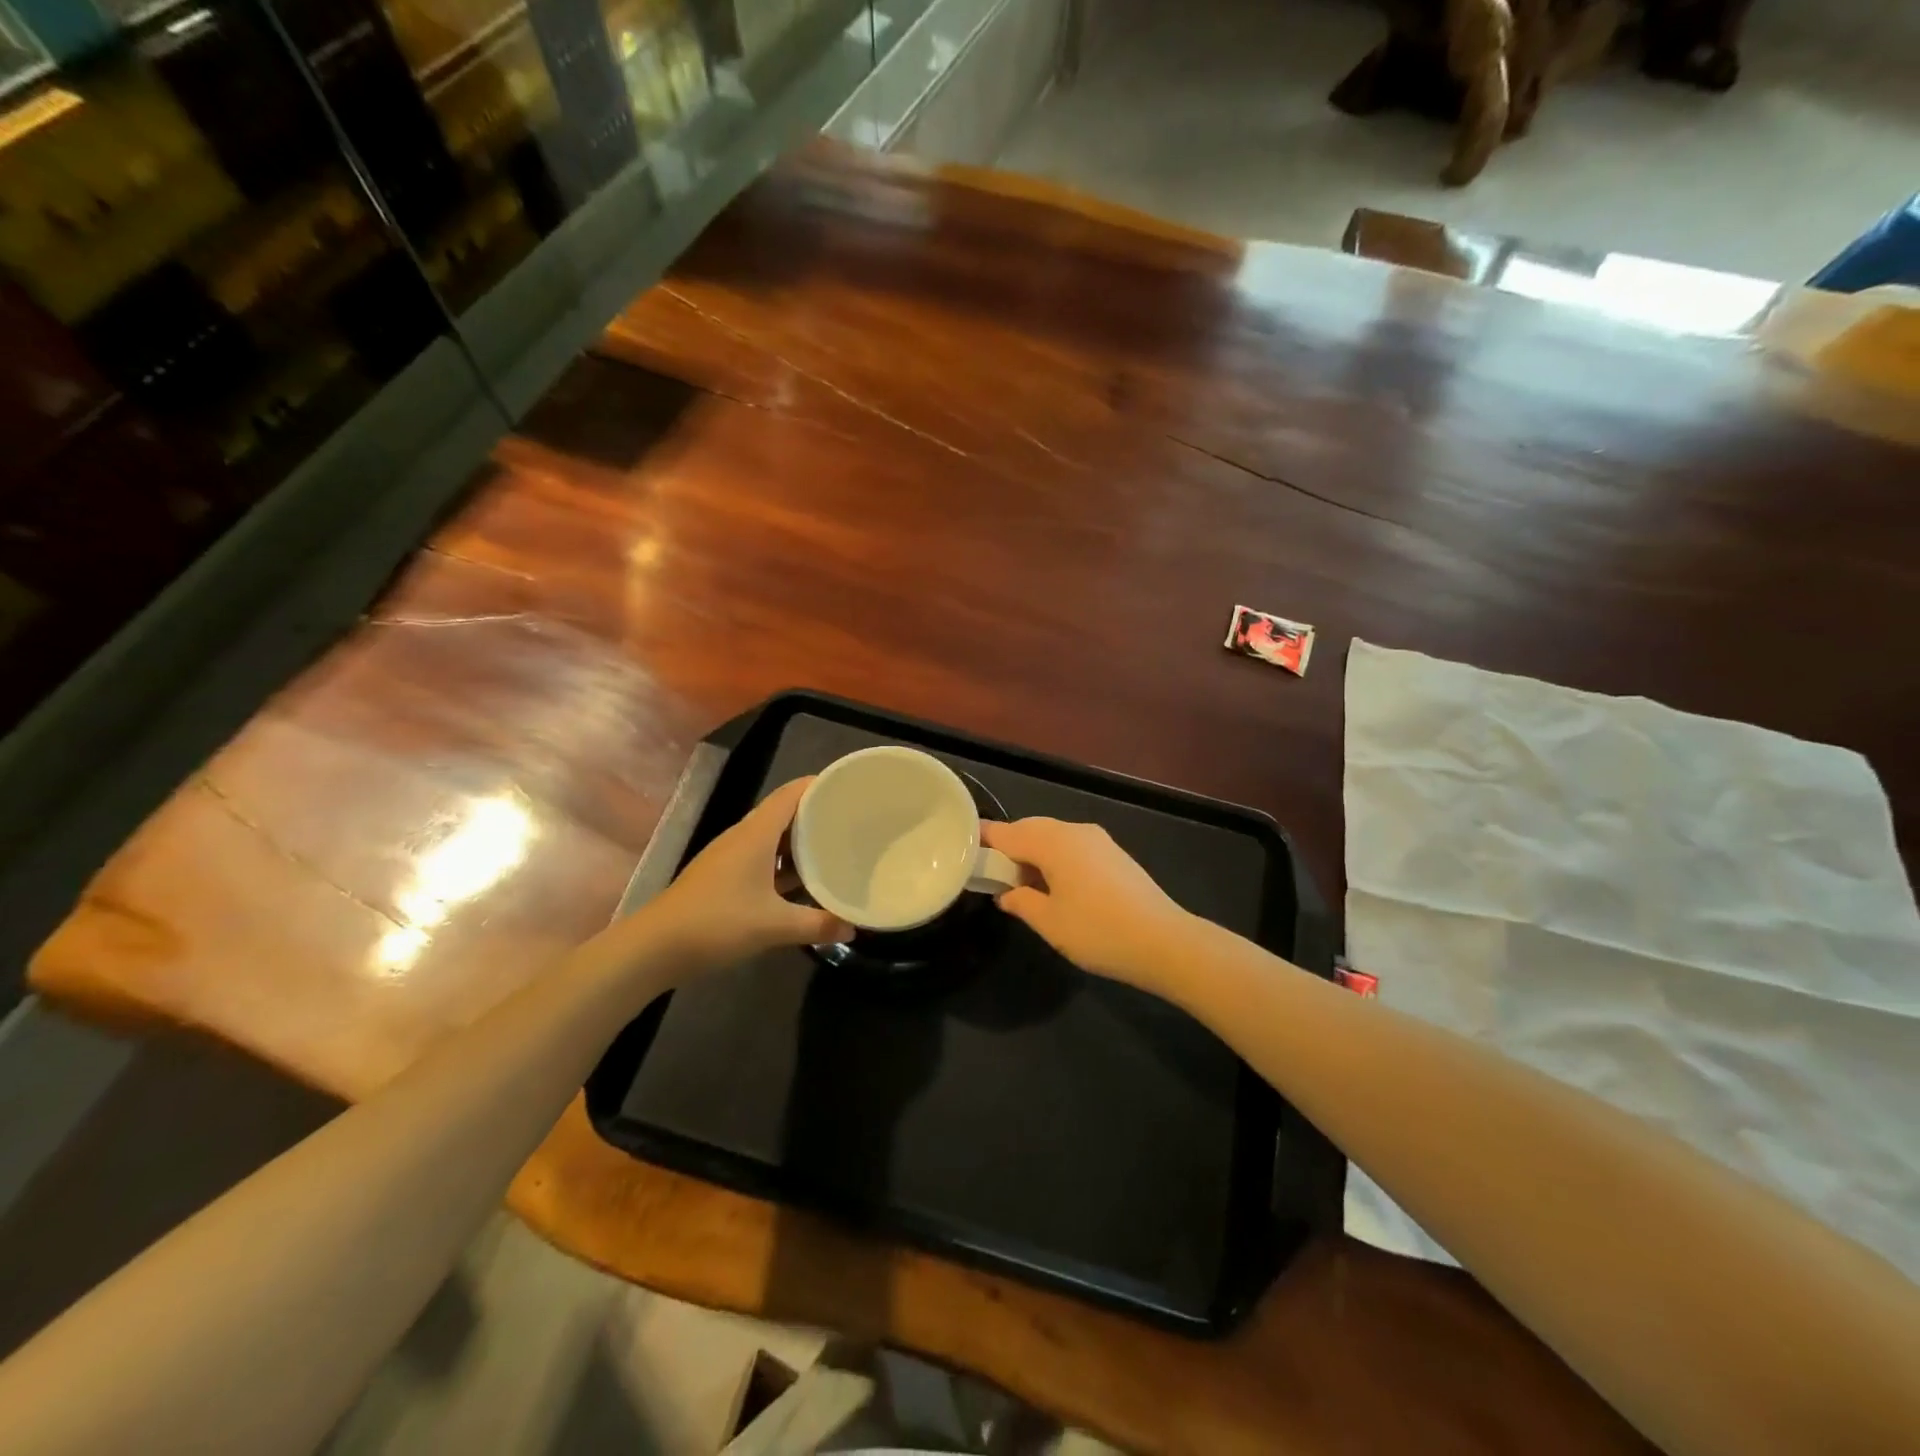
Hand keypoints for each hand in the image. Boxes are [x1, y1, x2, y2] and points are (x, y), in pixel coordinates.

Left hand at [595, 779, 852, 981]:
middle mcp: (743, 837)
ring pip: (772, 837)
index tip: (850, 787)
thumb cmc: (716, 923)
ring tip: (833, 846)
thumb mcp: (773, 926)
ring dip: (799, 840)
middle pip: (784, 813)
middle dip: (816, 814)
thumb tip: (853, 928)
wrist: (654, 948)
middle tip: (850, 820)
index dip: (819, 785)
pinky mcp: (722, 877)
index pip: (792, 794)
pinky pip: (761, 858)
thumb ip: (817, 924)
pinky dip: (783, 863)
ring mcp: (730, 857)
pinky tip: (800, 881)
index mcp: (755, 834)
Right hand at [981, 817, 1195, 987]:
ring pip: (1052, 837)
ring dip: (1033, 853)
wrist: (1164, 941)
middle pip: (1030, 829)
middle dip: (1008, 846)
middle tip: (991, 873)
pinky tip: (1053, 885)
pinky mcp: (1113, 854)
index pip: (1007, 833)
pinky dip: (1054, 858)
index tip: (964, 846)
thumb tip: (1006, 894)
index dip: (984, 839)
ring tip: (1020, 884)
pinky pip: (1072, 846)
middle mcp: (1074, 831)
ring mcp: (1098, 840)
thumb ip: (1021, 902)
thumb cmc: (1098, 931)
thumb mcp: (1050, 923)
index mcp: (1053, 842)